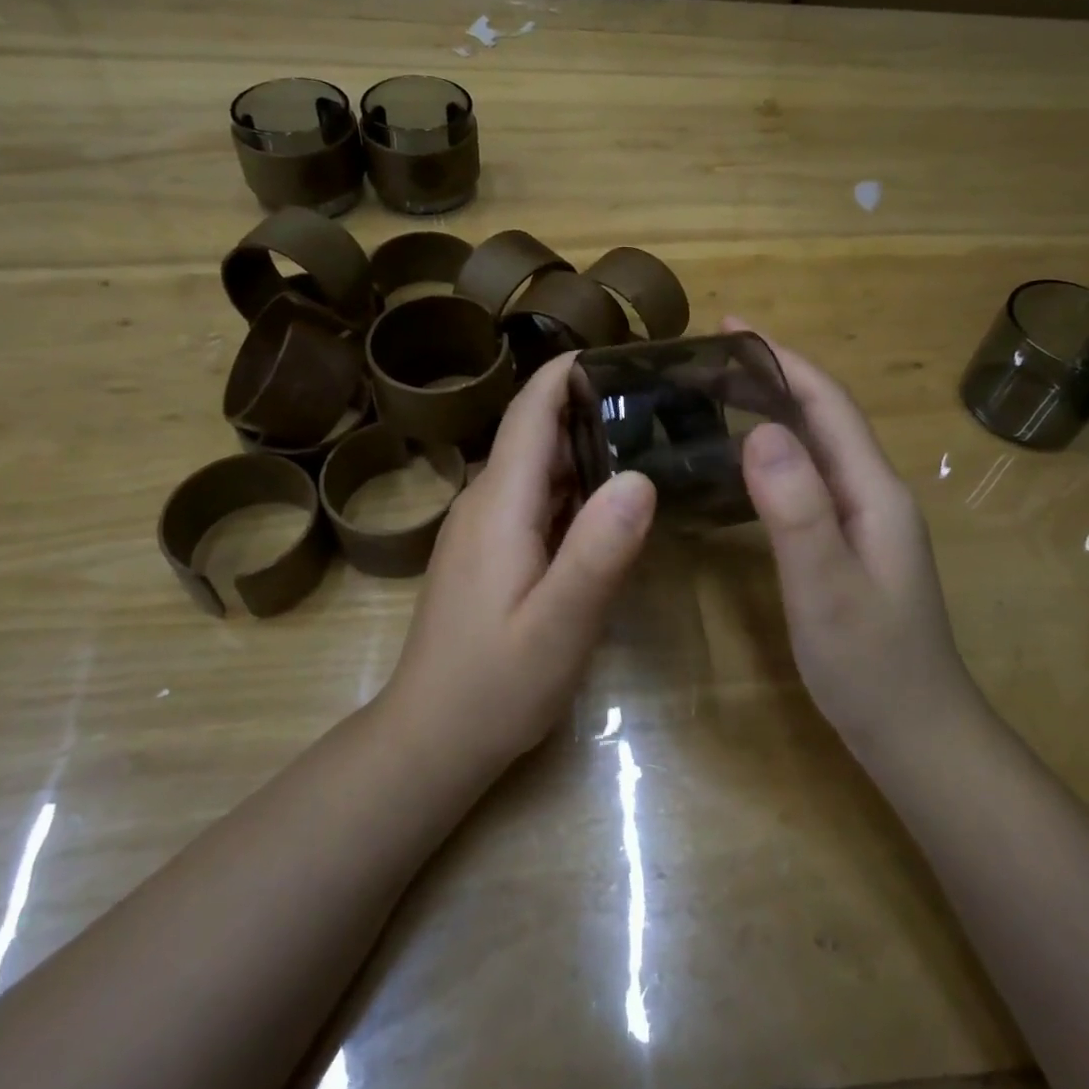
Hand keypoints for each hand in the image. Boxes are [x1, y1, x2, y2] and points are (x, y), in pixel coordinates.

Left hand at [381, 352, 656, 772]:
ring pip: (535, 465)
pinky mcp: (488, 551)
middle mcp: (485, 502)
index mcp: (499, 505)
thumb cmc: (495, 686)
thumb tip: (640, 476)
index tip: (623, 350)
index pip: (530, 413)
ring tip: (645, 432)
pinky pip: (532, 498)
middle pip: (534, 432)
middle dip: (588, 403)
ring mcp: (482, 528)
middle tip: (657, 394)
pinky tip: (608, 498)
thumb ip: (597, 552)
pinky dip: (571, 483)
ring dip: (582, 442)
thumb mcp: (559, 627)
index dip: (567, 373)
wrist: (431, 738)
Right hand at [726, 317, 978, 755]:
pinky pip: (808, 479)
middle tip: (708, 359)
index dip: (782, 359)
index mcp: (873, 490)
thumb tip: (761, 429)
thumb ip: (797, 510)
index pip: (827, 404)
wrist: (917, 736)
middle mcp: (873, 493)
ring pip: (815, 446)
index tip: (731, 326)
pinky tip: (743, 463)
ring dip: (772, 410)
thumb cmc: (871, 666)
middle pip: (822, 416)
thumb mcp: (827, 588)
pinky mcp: (849, 544)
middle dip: (772, 375)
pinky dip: (774, 453)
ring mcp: (864, 520)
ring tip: (716, 395)